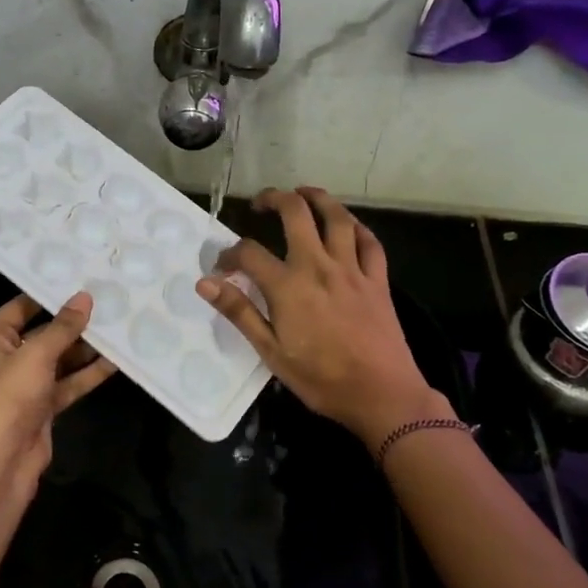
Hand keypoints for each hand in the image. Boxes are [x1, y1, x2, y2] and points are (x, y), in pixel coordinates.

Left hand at [0, 292, 116, 492]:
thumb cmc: (8, 398)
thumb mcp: (35, 355)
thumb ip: (63, 327)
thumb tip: (85, 297)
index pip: (22, 306)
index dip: (50, 292)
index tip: (83, 277)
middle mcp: (7, 357)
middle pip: (45, 332)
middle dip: (75, 321)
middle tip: (111, 300)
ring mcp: (27, 384)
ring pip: (61, 359)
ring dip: (87, 348)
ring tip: (120, 325)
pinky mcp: (44, 407)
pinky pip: (69, 383)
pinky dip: (89, 374)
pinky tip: (117, 361)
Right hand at [196, 187, 451, 444]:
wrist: (382, 395)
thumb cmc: (321, 379)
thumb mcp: (271, 352)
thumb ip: (239, 312)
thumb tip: (206, 283)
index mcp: (288, 286)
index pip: (249, 253)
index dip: (229, 254)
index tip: (222, 267)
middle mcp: (319, 266)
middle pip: (296, 213)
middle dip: (275, 199)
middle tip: (261, 203)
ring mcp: (353, 270)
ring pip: (337, 218)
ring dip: (318, 198)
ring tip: (303, 193)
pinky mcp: (378, 280)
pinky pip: (369, 242)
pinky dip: (356, 227)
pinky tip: (346, 225)